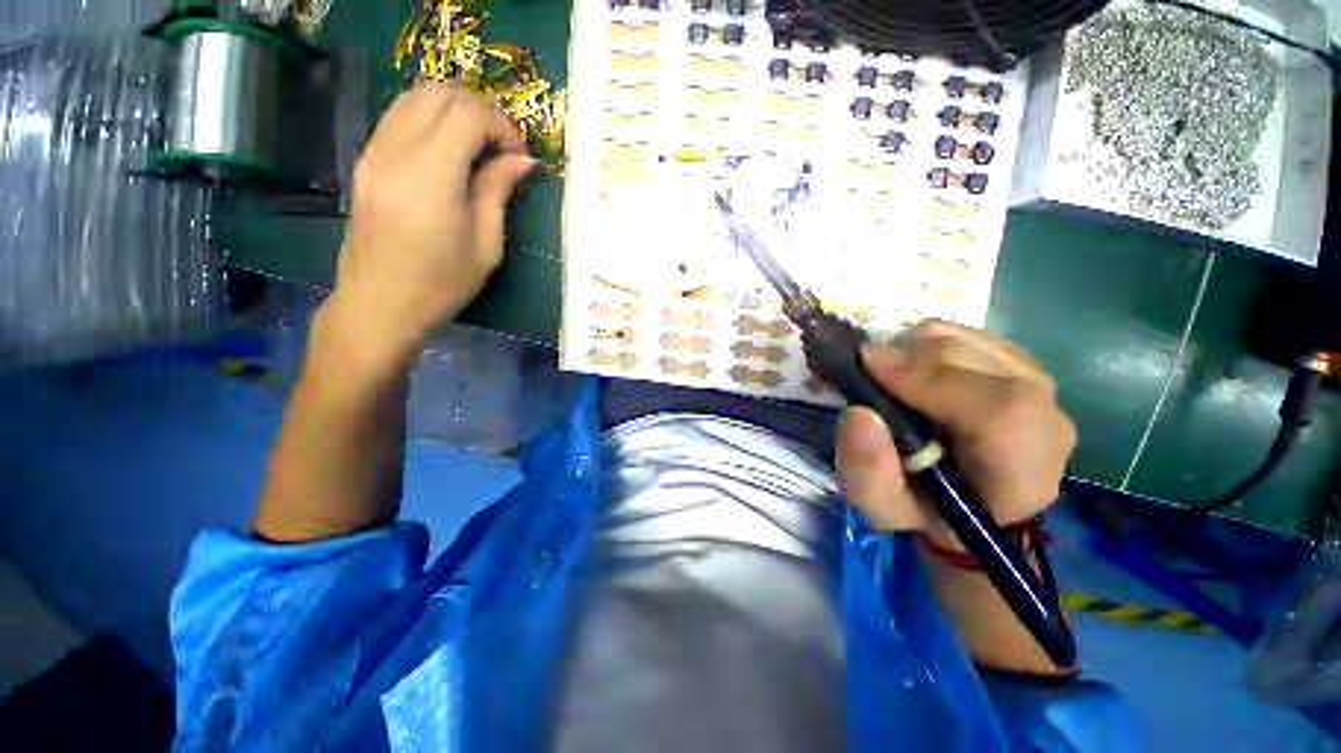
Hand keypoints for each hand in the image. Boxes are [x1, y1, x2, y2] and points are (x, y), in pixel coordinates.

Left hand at [324, 82, 534, 362]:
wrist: (379, 303)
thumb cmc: (441, 284)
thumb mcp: (485, 245)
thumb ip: (498, 192)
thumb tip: (522, 160)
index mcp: (430, 178)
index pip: (466, 115)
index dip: (500, 124)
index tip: (517, 153)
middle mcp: (395, 153)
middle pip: (438, 93)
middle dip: (479, 108)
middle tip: (502, 144)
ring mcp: (374, 153)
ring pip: (415, 97)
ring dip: (454, 109)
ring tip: (480, 144)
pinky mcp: (367, 160)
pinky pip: (400, 117)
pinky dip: (432, 119)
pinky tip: (451, 151)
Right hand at [835, 321, 1075, 546]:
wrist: (963, 497)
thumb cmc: (923, 508)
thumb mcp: (881, 507)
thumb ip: (868, 473)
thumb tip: (860, 414)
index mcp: (1021, 473)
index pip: (1001, 410)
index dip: (932, 379)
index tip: (870, 366)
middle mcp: (1046, 422)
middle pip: (980, 361)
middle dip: (912, 358)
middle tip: (868, 369)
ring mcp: (1039, 386)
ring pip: (970, 341)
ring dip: (917, 350)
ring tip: (891, 377)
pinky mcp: (1020, 365)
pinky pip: (968, 335)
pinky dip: (929, 344)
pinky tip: (915, 370)